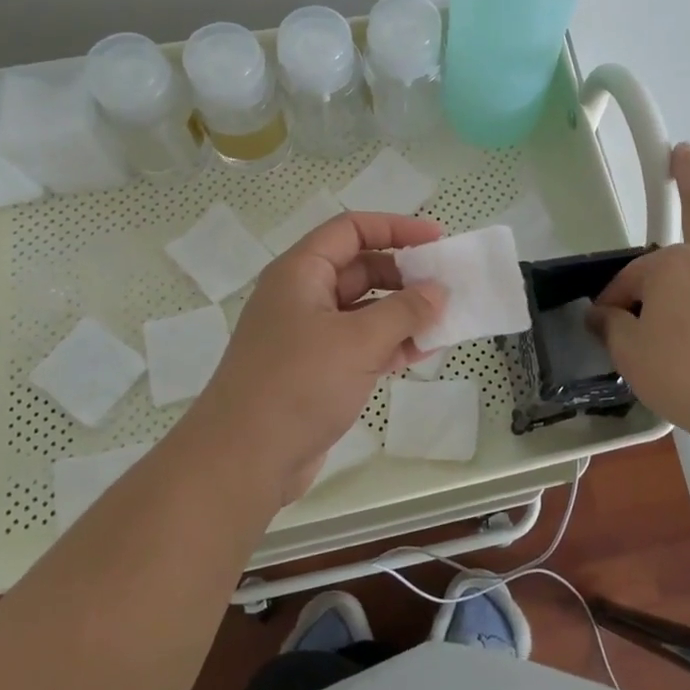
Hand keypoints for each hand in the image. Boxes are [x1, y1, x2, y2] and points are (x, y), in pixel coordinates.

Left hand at [189, 212, 445, 508]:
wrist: (243, 461)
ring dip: (402, 314)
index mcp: (301, 272)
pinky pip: (359, 344)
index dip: (396, 228)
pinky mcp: (315, 370)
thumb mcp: (359, 341)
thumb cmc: (298, 385)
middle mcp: (302, 296)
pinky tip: (420, 355)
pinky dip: (389, 344)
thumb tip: (438, 291)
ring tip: (443, 325)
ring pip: (363, 310)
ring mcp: (307, 335)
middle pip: (360, 268)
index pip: (352, 229)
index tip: (437, 240)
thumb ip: (405, 311)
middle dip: (404, 276)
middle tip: (446, 289)